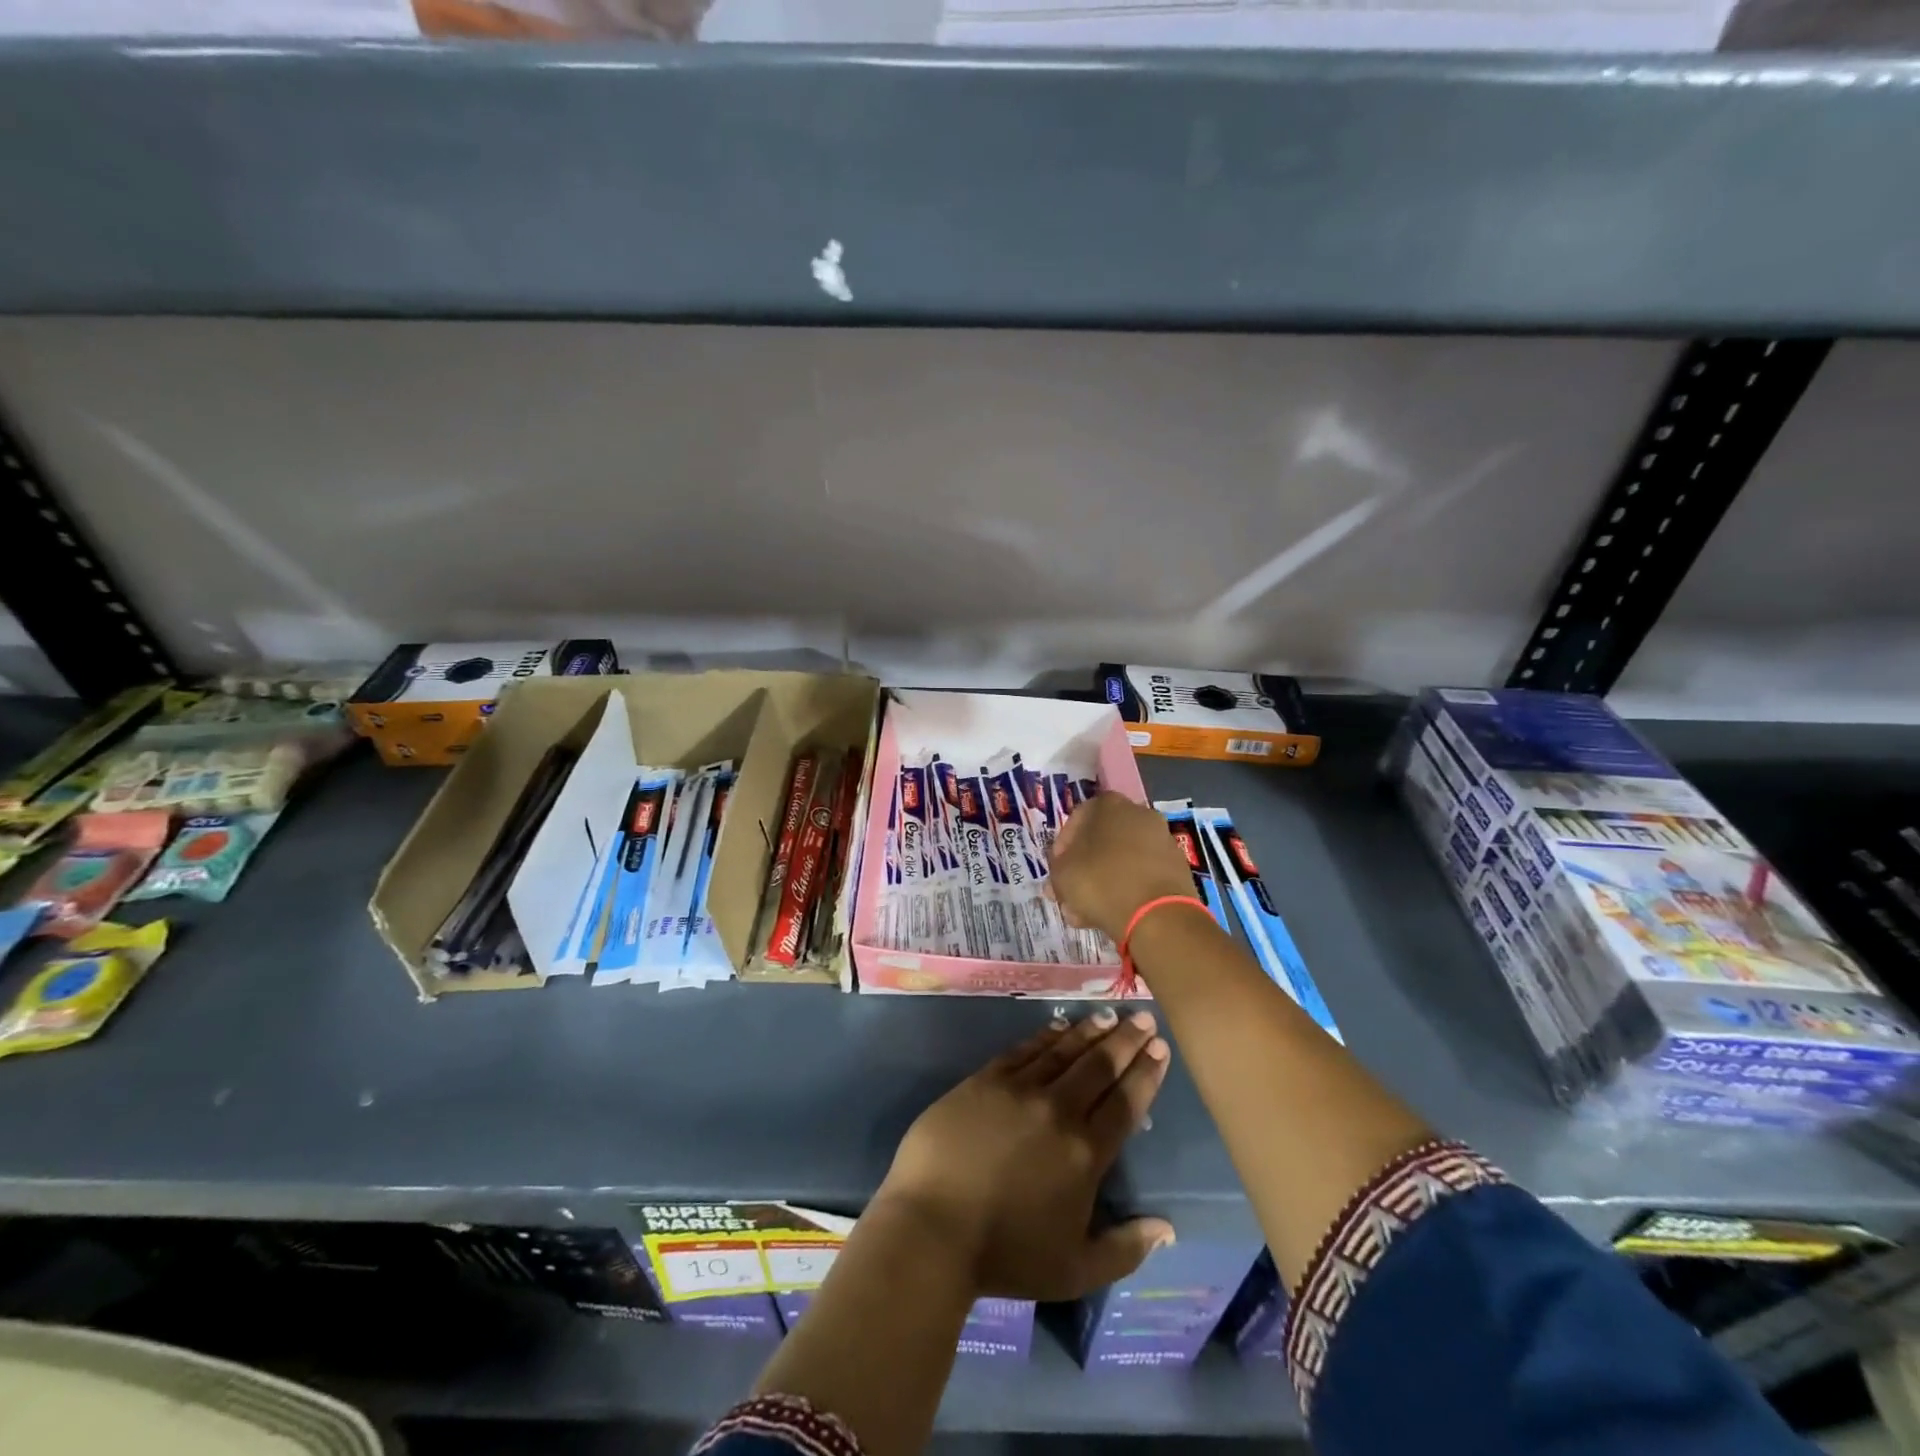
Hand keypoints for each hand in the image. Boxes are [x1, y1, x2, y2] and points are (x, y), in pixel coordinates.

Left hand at [873, 1011, 1174, 1301]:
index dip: (1145, 1073)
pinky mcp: (985, 1080)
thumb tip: (1167, 1228)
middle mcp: (1057, 1110)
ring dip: (1088, 1031)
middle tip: (1142, 1018)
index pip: (1125, 1102)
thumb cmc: (1006, 1254)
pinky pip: (1024, 1050)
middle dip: (1125, 1039)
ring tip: (1107, 1016)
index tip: (1160, 1048)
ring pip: (1063, 1050)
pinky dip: (1045, 1035)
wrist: (933, 1226)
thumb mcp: (1076, 1270)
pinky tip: (1058, 1026)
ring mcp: (1018, 1089)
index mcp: (1085, 1152)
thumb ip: (1126, 1248)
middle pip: (1099, 1066)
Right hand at [1048, 791, 1197, 943]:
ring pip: (1121, 860)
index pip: (1076, 819)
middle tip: (1070, 893)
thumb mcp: (1062, 874)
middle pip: (1101, 841)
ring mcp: (1162, 840)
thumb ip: (1057, 869)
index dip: (1061, 847)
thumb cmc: (1101, 882)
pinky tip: (1112, 914)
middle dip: (1083, 868)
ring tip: (1086, 912)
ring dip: (1102, 882)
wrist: (1158, 916)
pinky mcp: (1177, 867)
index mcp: (1108, 804)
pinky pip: (1142, 875)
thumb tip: (1061, 875)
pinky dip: (1126, 890)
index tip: (1056, 871)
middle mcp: (1139, 814)